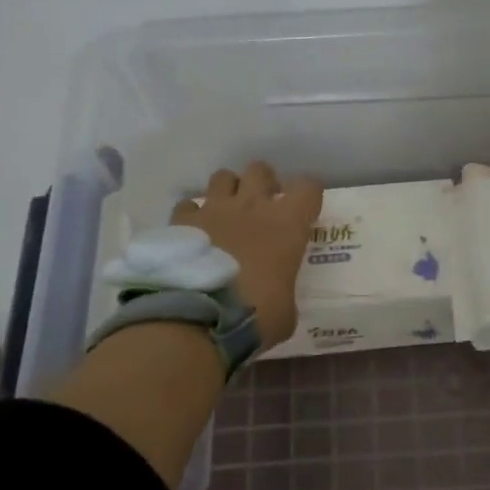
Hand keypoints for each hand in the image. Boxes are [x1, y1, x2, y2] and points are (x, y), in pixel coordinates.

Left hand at [173, 162, 323, 350]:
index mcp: (287, 225)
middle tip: (262, 207)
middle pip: (260, 170)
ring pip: (222, 177)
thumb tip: (275, 300)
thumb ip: (283, 293)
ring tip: (226, 214)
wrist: (198, 319)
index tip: (304, 211)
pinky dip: (192, 216)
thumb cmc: (256, 317)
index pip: (308, 187)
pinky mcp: (181, 222)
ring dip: (227, 192)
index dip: (308, 196)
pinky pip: (188, 206)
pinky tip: (193, 234)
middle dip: (263, 183)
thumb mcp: (285, 312)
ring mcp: (214, 210)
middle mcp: (252, 206)